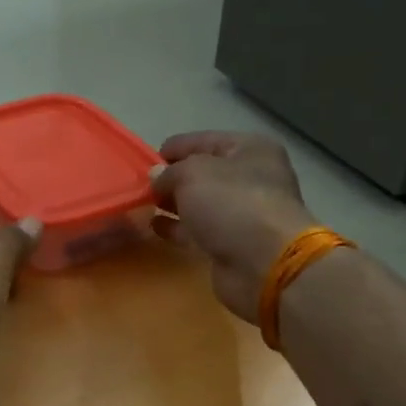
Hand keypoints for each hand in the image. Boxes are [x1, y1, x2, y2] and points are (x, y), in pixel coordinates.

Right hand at [150, 131, 314, 323]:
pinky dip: (177, 227)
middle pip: (203, 172)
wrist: (264, 264)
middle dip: (172, 178)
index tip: (144, 161)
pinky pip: (198, 229)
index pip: (203, 140)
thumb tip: (156, 177)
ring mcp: (242, 213)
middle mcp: (250, 177)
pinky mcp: (232, 243)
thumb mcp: (192, 174)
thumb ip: (168, 172)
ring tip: (143, 205)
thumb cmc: (232, 204)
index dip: (174, 149)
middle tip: (141, 186)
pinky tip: (154, 227)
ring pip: (199, 202)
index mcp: (250, 150)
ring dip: (173, 203)